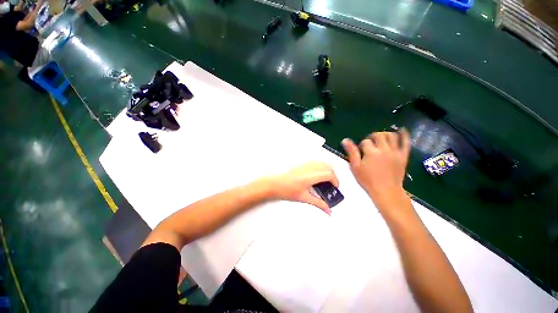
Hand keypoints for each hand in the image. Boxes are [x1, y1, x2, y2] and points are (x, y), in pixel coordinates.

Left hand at [269, 162, 338, 214]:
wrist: (274, 184)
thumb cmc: (285, 190)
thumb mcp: (304, 198)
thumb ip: (318, 203)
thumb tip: (327, 209)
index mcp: (310, 176)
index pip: (329, 174)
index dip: (335, 181)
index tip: (335, 188)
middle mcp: (308, 168)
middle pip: (327, 167)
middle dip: (333, 176)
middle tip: (331, 185)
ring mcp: (304, 164)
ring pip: (322, 163)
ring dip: (326, 170)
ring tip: (324, 181)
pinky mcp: (301, 164)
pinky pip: (315, 162)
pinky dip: (320, 168)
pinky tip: (316, 176)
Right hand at [342, 129, 410, 200]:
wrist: (387, 191)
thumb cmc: (368, 180)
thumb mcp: (356, 167)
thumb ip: (351, 152)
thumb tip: (345, 140)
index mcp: (371, 152)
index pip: (365, 141)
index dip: (361, 145)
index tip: (361, 152)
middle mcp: (384, 149)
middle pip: (379, 135)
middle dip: (372, 136)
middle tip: (369, 143)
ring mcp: (395, 152)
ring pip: (392, 136)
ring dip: (385, 134)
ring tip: (380, 139)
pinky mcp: (403, 156)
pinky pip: (406, 143)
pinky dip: (404, 135)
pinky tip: (402, 131)